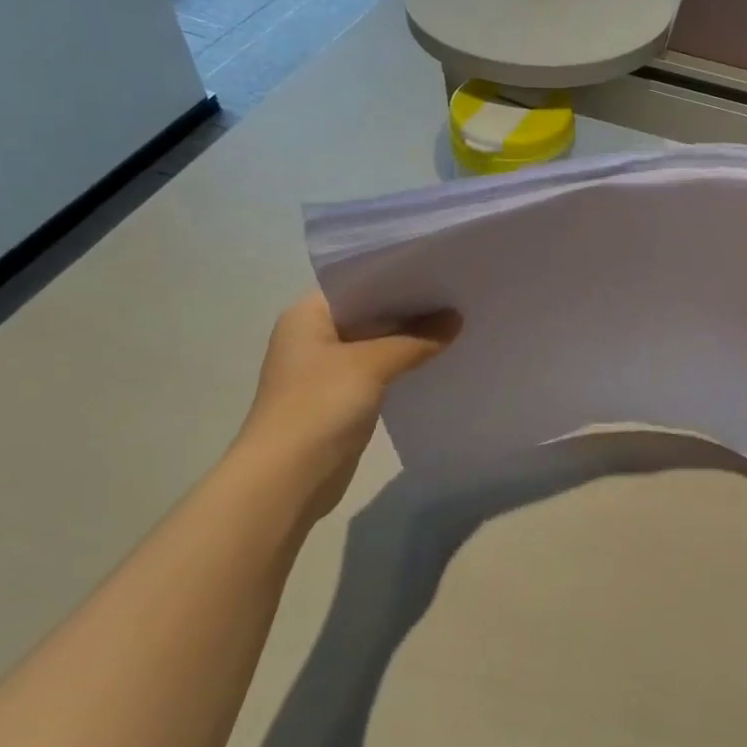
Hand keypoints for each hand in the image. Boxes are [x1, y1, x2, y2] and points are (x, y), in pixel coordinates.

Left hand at [235, 294, 459, 519]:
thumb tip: (455, 319)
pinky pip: (378, 372)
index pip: (357, 282)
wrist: (288, 477)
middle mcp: (313, 336)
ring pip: (376, 344)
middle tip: (459, 295)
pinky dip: (403, 367)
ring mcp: (326, 370)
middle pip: (370, 313)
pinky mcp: (341, 400)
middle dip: (411, 309)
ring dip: (409, 340)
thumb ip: (415, 339)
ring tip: (457, 324)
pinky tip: (437, 361)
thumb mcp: (370, 364)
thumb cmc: (319, 406)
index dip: (398, 276)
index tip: (440, 269)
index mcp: (307, 315)